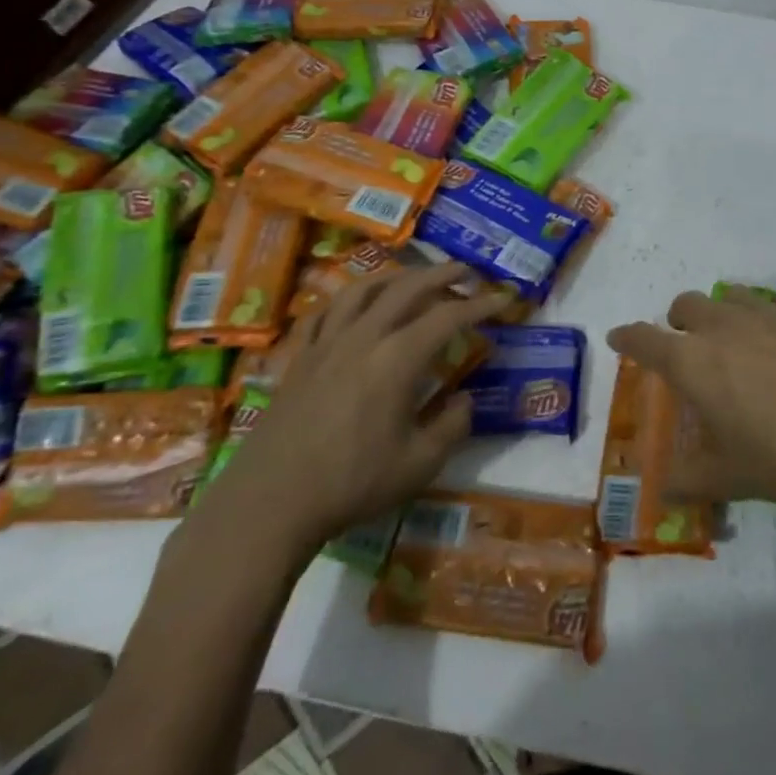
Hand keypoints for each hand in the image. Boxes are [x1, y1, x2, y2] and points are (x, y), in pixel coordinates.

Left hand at [190, 263, 513, 569]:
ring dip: (396, 276)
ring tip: (414, 277)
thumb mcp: (419, 464)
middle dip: (442, 274)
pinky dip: (348, 299)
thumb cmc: (352, 483)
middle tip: (467, 272)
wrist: (271, 502)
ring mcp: (327, 343)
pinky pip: (325, 312)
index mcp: (398, 358)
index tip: (505, 299)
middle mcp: (364, 337)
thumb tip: (464, 399)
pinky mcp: (300, 357)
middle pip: (407, 288)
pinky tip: (355, 305)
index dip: (481, 305)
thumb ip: (452, 425)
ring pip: (364, 289)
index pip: (449, 317)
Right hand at [607, 287, 775, 508]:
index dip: (628, 337)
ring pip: (728, 297)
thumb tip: (663, 491)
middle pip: (686, 305)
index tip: (619, 337)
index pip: (645, 339)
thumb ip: (689, 481)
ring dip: (718, 313)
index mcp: (693, 361)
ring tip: (732, 342)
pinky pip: (768, 307)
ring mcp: (766, 315)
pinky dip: (759, 320)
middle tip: (686, 347)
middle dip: (677, 322)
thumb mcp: (731, 477)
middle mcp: (723, 327)